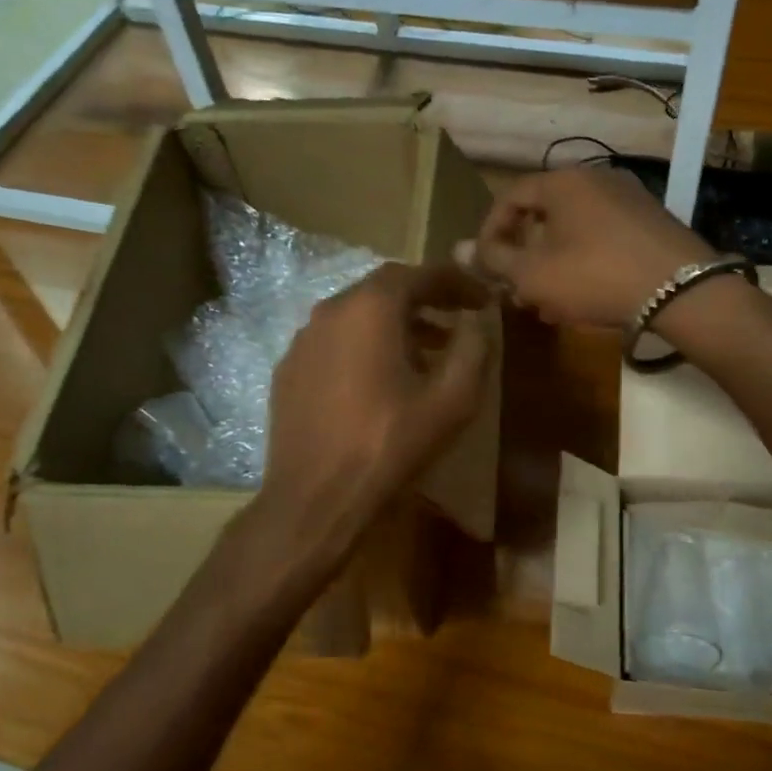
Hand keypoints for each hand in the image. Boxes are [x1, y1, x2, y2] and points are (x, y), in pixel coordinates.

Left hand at [257, 262, 492, 550]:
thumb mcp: (453, 399)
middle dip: (426, 299)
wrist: (315, 498)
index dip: (456, 281)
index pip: (419, 273)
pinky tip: (382, 379)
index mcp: (370, 307)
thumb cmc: (390, 444)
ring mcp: (303, 340)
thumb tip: (478, 320)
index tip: (482, 297)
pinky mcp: (288, 371)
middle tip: (458, 317)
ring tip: (429, 351)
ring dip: (396, 325)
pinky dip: (365, 346)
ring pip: (357, 316)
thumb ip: (474, 348)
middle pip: (384, 289)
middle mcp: (330, 310)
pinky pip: (335, 342)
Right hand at [466, 167, 713, 329]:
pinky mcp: (650, 222)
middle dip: (523, 253)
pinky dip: (583, 261)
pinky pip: (602, 237)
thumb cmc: (595, 276)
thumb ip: (494, 260)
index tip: (485, 265)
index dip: (490, 232)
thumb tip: (457, 249)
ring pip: (573, 230)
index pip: (511, 197)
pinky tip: (583, 296)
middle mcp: (596, 179)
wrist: (680, 290)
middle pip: (544, 214)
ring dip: (552, 263)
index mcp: (563, 183)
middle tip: (515, 288)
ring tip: (546, 301)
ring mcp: (628, 198)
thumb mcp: (534, 274)